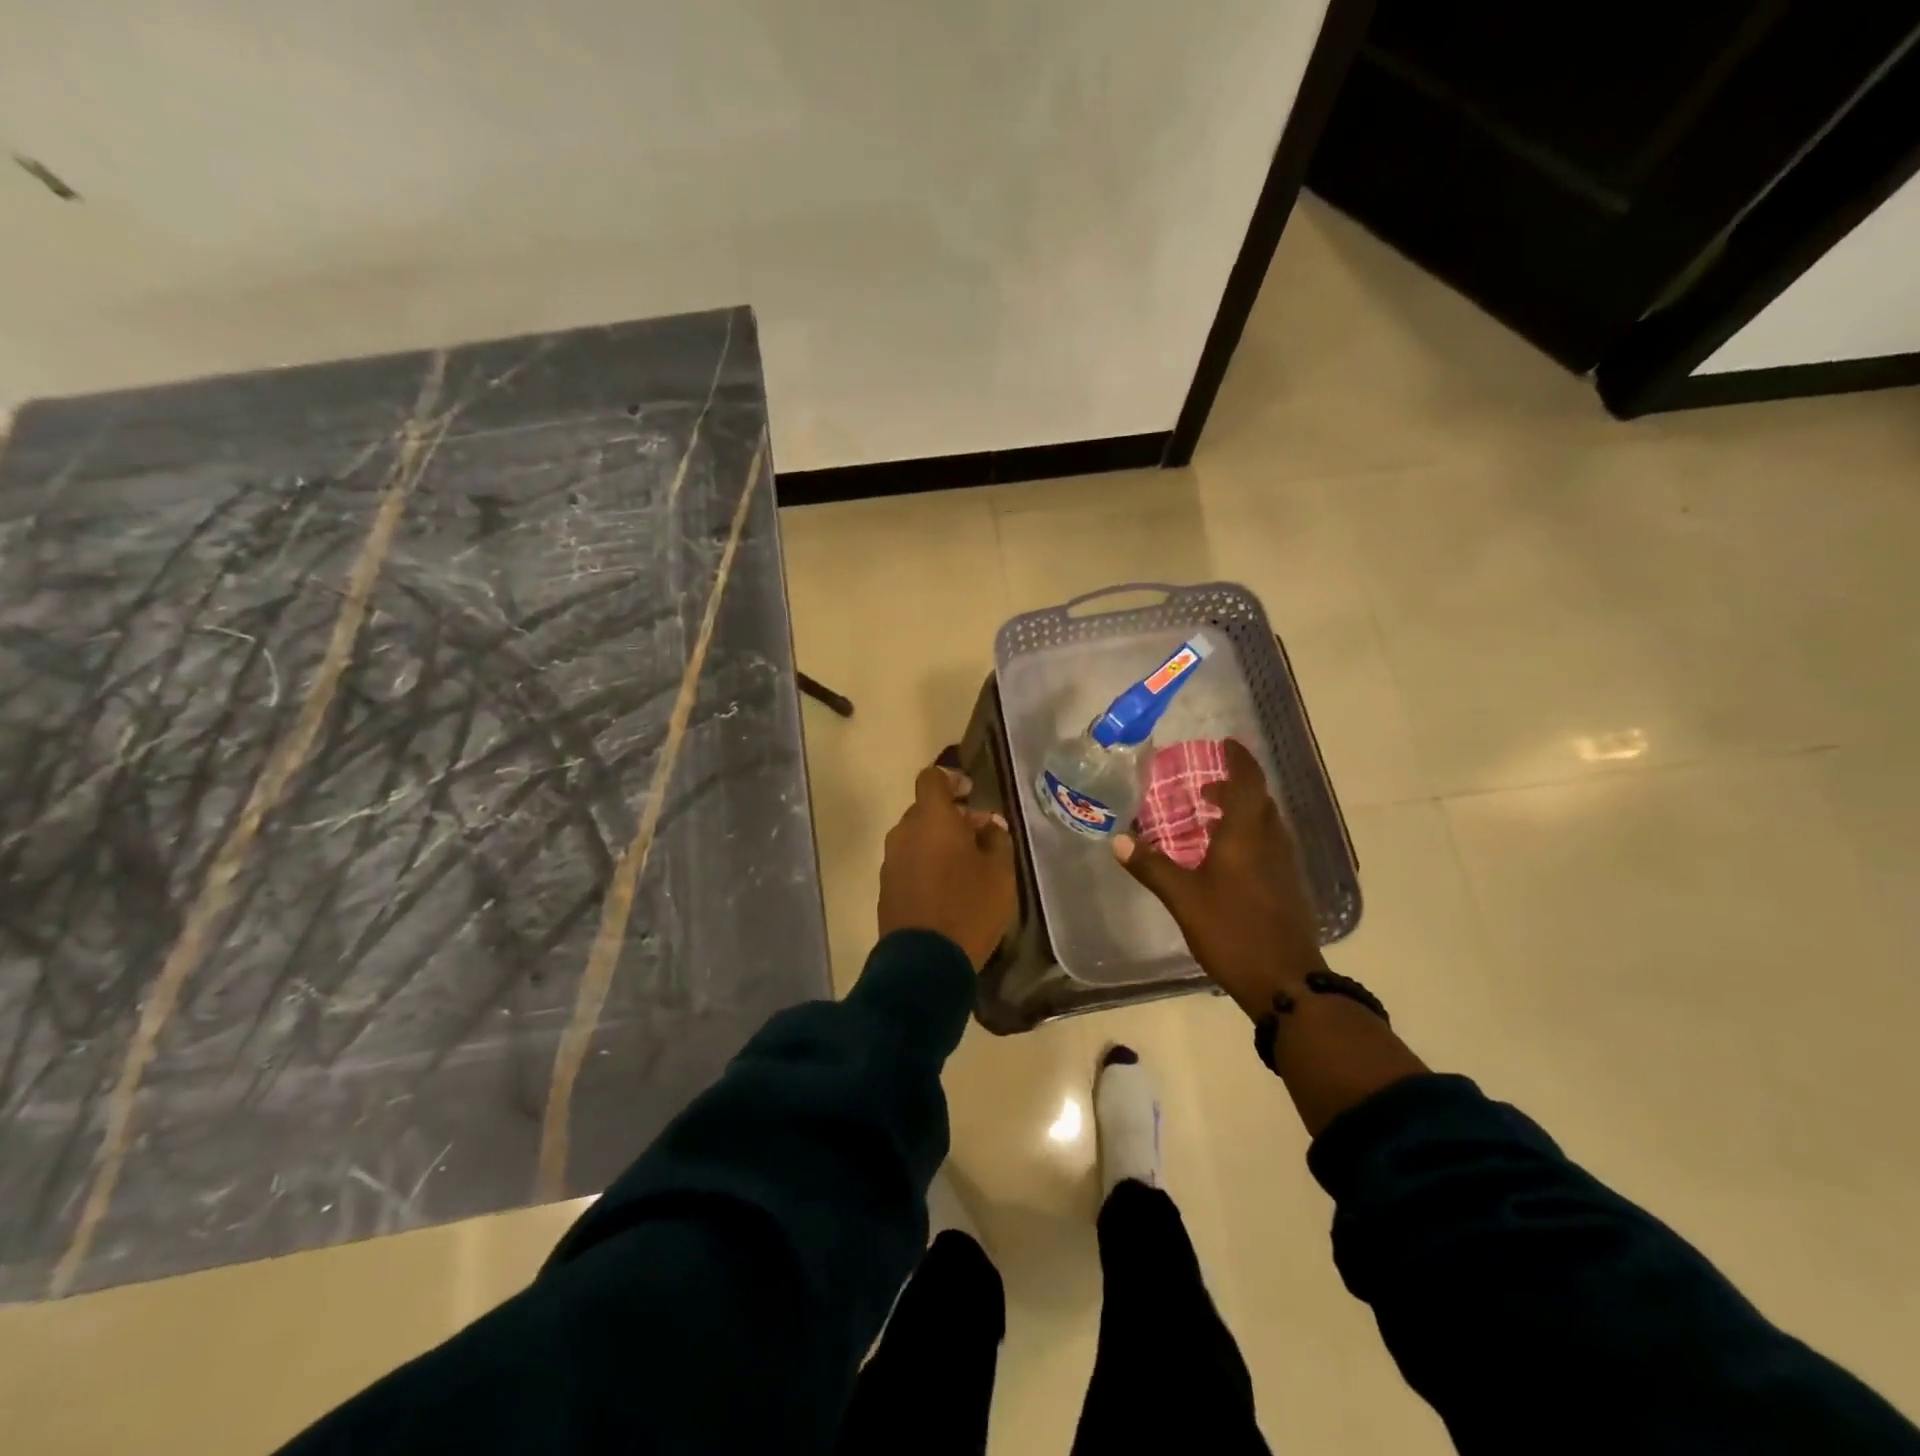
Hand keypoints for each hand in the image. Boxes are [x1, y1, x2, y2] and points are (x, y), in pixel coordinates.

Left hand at [878, 762, 1016, 970]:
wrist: (925, 962)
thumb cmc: (969, 907)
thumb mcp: (1000, 872)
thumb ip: (997, 840)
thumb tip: (989, 825)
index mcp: (931, 818)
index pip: (932, 778)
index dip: (951, 779)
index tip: (971, 792)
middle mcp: (904, 832)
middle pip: (925, 810)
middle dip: (952, 816)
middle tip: (981, 835)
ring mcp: (891, 861)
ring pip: (916, 837)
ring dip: (939, 841)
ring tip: (968, 865)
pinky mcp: (886, 887)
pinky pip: (909, 862)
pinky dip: (927, 863)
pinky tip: (949, 886)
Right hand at [1113, 739, 1323, 1016]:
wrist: (1286, 982)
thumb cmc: (1232, 931)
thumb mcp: (1183, 898)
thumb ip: (1152, 866)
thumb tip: (1119, 839)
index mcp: (1246, 835)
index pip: (1248, 782)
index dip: (1239, 760)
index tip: (1226, 744)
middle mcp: (1270, 843)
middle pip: (1259, 801)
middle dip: (1236, 787)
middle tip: (1206, 787)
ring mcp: (1284, 867)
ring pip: (1266, 825)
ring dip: (1243, 813)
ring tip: (1211, 818)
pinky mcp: (1288, 889)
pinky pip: (1268, 847)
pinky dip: (1249, 838)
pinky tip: (1227, 859)